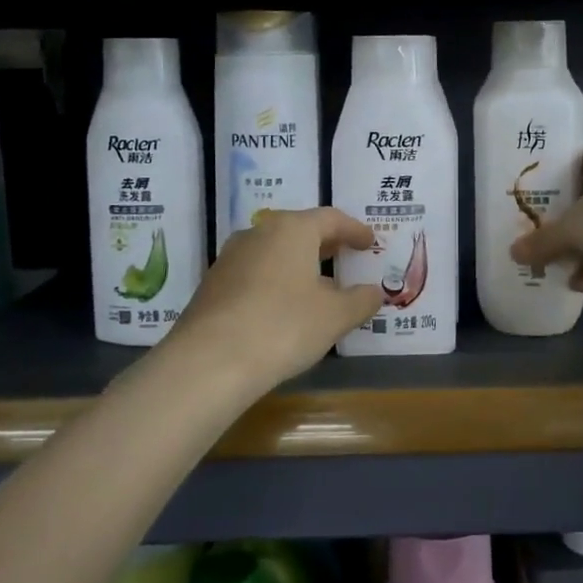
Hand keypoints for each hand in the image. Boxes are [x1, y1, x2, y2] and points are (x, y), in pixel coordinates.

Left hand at [170, 207, 383, 391]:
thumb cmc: (284, 327)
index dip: (354, 230)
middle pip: (299, 230)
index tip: (369, 241)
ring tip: (317, 286)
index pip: (331, 219)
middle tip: (346, 256)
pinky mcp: (212, 285)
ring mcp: (230, 258)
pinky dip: (276, 281)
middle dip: (326, 244)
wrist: (208, 363)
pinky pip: (255, 273)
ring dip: (298, 263)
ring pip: (274, 252)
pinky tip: (284, 307)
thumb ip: (360, 300)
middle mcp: (259, 233)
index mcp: (292, 229)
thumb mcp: (335, 316)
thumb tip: (373, 292)